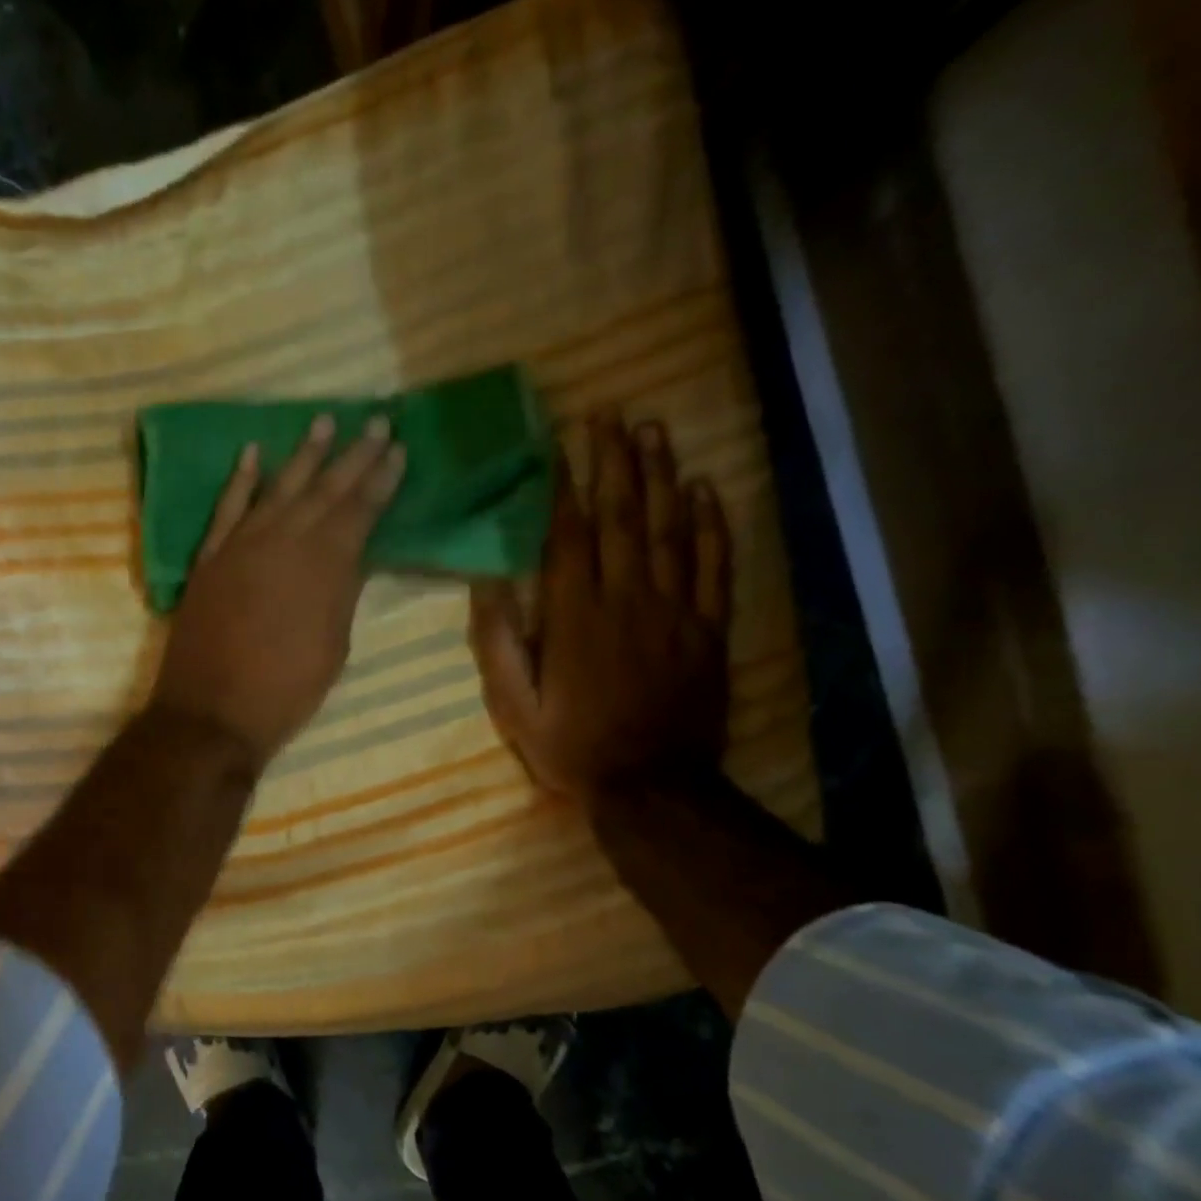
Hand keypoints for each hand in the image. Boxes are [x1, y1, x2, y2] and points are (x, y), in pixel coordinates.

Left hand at [151, 414, 405, 769]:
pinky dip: (240, 481)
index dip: (380, 480)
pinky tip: (252, 454)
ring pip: (277, 489)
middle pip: (324, 490)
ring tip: (323, 422)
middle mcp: (283, 542)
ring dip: (302, 455)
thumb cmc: (285, 691)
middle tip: (374, 421)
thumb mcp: (333, 646)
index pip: (359, 511)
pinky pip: (226, 509)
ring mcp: (241, 546)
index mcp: (324, 567)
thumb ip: (343, 593)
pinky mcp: (209, 559)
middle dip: (353, 456)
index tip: (397, 449)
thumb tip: (354, 555)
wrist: (212, 713)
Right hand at [470, 410, 729, 796]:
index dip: (563, 484)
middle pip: (621, 516)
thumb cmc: (572, 746)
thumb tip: (487, 580)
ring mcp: (675, 610)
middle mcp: (627, 600)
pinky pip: (713, 564)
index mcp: (575, 617)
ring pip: (669, 528)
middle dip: (613, 460)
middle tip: (610, 413)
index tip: (558, 442)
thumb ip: (499, 641)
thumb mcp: (514, 704)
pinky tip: (705, 488)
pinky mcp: (708, 628)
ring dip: (661, 475)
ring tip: (652, 430)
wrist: (652, 786)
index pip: (569, 535)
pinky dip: (711, 523)